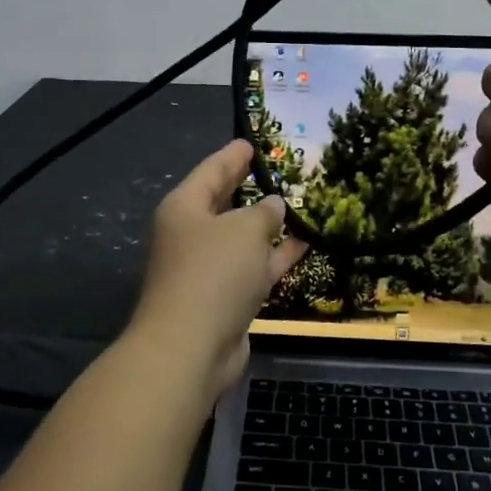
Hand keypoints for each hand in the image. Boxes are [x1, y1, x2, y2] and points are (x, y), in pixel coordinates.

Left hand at [130, 140, 308, 399]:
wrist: (191, 348)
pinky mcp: (225, 299)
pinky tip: (305, 244)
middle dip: (249, 188)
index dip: (232, 156)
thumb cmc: (213, 273)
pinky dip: (276, 256)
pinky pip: (254, 267)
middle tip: (276, 170)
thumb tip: (274, 206)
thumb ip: (264, 212)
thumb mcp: (245, 230)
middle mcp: (192, 235)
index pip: (211, 171)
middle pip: (224, 204)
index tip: (251, 142)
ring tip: (299, 205)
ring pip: (242, 239)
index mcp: (185, 208)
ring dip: (268, 225)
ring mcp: (208, 269)